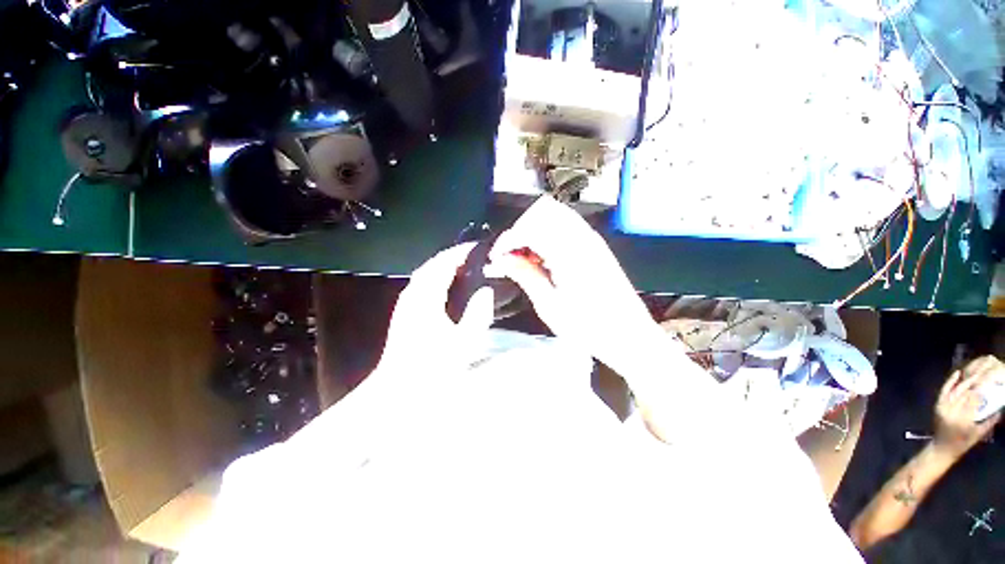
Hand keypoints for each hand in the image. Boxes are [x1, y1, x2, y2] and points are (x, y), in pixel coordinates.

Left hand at [376, 243, 494, 375]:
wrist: (398, 391)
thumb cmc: (432, 368)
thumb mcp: (462, 343)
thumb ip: (477, 314)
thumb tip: (486, 291)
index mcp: (425, 297)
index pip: (443, 263)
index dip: (461, 252)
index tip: (479, 247)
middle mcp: (413, 294)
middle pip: (433, 265)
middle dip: (453, 257)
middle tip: (475, 256)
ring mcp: (407, 304)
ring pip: (427, 275)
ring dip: (445, 267)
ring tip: (466, 268)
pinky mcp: (406, 313)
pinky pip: (424, 286)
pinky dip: (439, 280)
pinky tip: (450, 289)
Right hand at [485, 196, 666, 373]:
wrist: (629, 336)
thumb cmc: (590, 328)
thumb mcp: (549, 305)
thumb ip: (525, 275)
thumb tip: (502, 260)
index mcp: (569, 252)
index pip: (529, 228)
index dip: (506, 241)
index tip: (496, 258)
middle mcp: (582, 238)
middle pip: (541, 213)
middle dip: (520, 231)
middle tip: (510, 257)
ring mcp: (591, 240)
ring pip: (554, 216)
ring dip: (534, 231)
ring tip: (525, 259)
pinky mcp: (596, 247)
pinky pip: (566, 228)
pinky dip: (548, 236)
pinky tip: (544, 259)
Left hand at [933, 355, 1003, 457]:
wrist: (941, 448)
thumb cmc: (963, 443)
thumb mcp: (980, 433)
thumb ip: (990, 421)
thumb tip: (1001, 407)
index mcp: (964, 419)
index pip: (975, 398)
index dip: (984, 386)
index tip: (992, 377)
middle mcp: (952, 411)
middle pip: (967, 391)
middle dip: (978, 378)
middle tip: (987, 368)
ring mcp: (943, 407)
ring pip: (957, 389)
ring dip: (967, 378)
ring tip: (977, 369)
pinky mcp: (938, 405)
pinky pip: (945, 390)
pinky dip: (951, 381)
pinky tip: (958, 373)